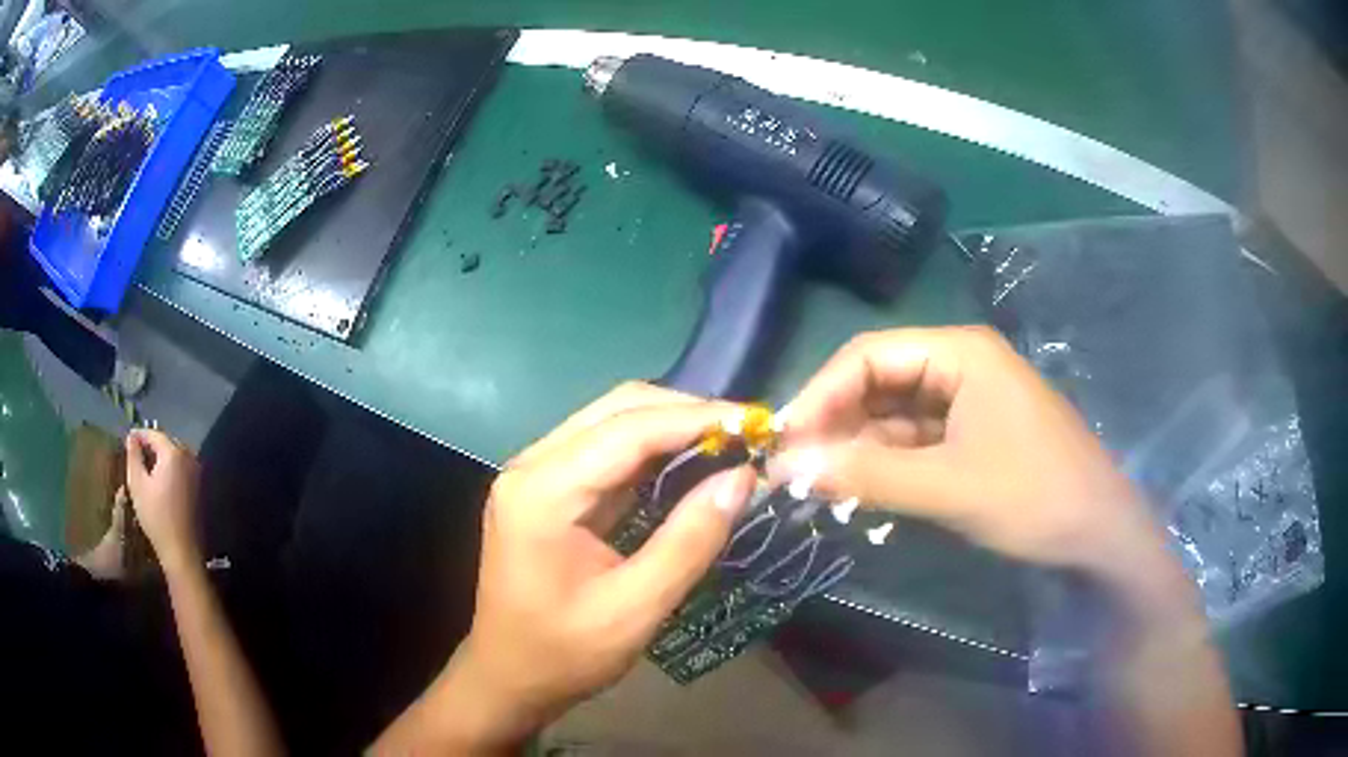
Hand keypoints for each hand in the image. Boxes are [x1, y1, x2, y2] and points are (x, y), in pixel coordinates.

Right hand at [125, 429, 201, 568]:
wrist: (182, 551)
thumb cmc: (156, 517)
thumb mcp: (138, 484)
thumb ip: (133, 456)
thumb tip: (131, 436)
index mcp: (174, 454)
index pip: (154, 434)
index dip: (139, 434)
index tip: (128, 438)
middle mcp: (189, 457)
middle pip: (166, 442)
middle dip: (151, 444)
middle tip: (135, 451)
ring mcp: (197, 472)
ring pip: (175, 454)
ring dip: (160, 456)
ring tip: (145, 463)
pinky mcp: (199, 487)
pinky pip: (182, 468)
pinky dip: (170, 467)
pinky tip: (159, 478)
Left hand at [411, 383, 754, 749]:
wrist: (509, 677)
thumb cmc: (564, 653)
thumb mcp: (635, 609)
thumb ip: (690, 541)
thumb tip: (742, 478)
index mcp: (543, 491)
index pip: (629, 430)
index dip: (698, 419)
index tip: (757, 423)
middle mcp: (532, 466)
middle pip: (617, 409)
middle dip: (686, 413)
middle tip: (747, 432)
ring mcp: (535, 474)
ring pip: (611, 422)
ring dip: (671, 425)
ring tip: (729, 442)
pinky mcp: (546, 489)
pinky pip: (605, 451)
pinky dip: (652, 449)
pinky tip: (689, 463)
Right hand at [774, 327, 1164, 573]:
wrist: (1100, 535)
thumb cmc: (1034, 497)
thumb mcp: (948, 487)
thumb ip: (868, 474)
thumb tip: (789, 467)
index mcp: (960, 353)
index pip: (869, 356)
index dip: (820, 394)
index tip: (782, 441)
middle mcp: (961, 366)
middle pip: (880, 381)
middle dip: (836, 422)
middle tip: (795, 469)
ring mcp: (969, 402)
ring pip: (895, 415)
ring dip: (859, 446)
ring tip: (818, 484)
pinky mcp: (974, 436)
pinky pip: (916, 441)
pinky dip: (887, 463)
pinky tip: (860, 489)